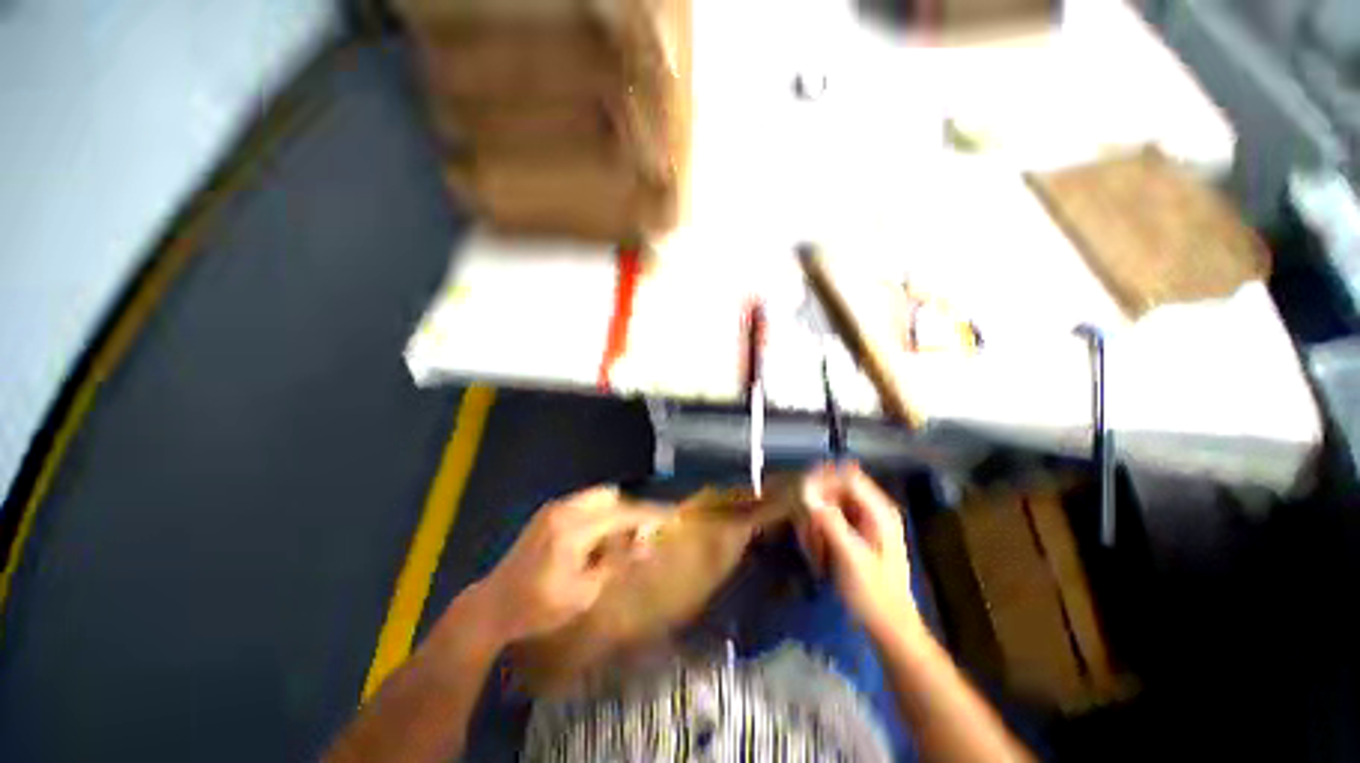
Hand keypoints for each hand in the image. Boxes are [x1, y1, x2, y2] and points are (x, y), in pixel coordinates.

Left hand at [475, 486, 664, 644]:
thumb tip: (647, 545)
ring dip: (617, 510)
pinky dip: (602, 512)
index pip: (621, 514)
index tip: (670, 516)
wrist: (493, 604)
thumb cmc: (538, 607)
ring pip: (599, 496)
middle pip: (611, 496)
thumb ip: (617, 563)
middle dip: (632, 510)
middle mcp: (565, 509)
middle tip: (645, 530)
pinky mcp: (549, 511)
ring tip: (626, 534)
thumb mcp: (583, 593)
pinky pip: (586, 501)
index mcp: (573, 530)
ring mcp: (555, 507)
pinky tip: (603, 534)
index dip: (648, 515)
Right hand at [800, 463, 919, 638]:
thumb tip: (806, 492)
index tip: (799, 493)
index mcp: (879, 512)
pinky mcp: (854, 535)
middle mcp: (872, 511)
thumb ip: (830, 521)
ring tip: (812, 548)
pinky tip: (816, 553)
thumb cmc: (874, 595)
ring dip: (815, 522)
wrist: (889, 628)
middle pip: (835, 489)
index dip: (822, 479)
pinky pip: (829, 520)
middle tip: (805, 530)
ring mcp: (863, 523)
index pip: (847, 476)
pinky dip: (818, 532)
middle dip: (816, 506)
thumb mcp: (850, 558)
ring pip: (829, 505)